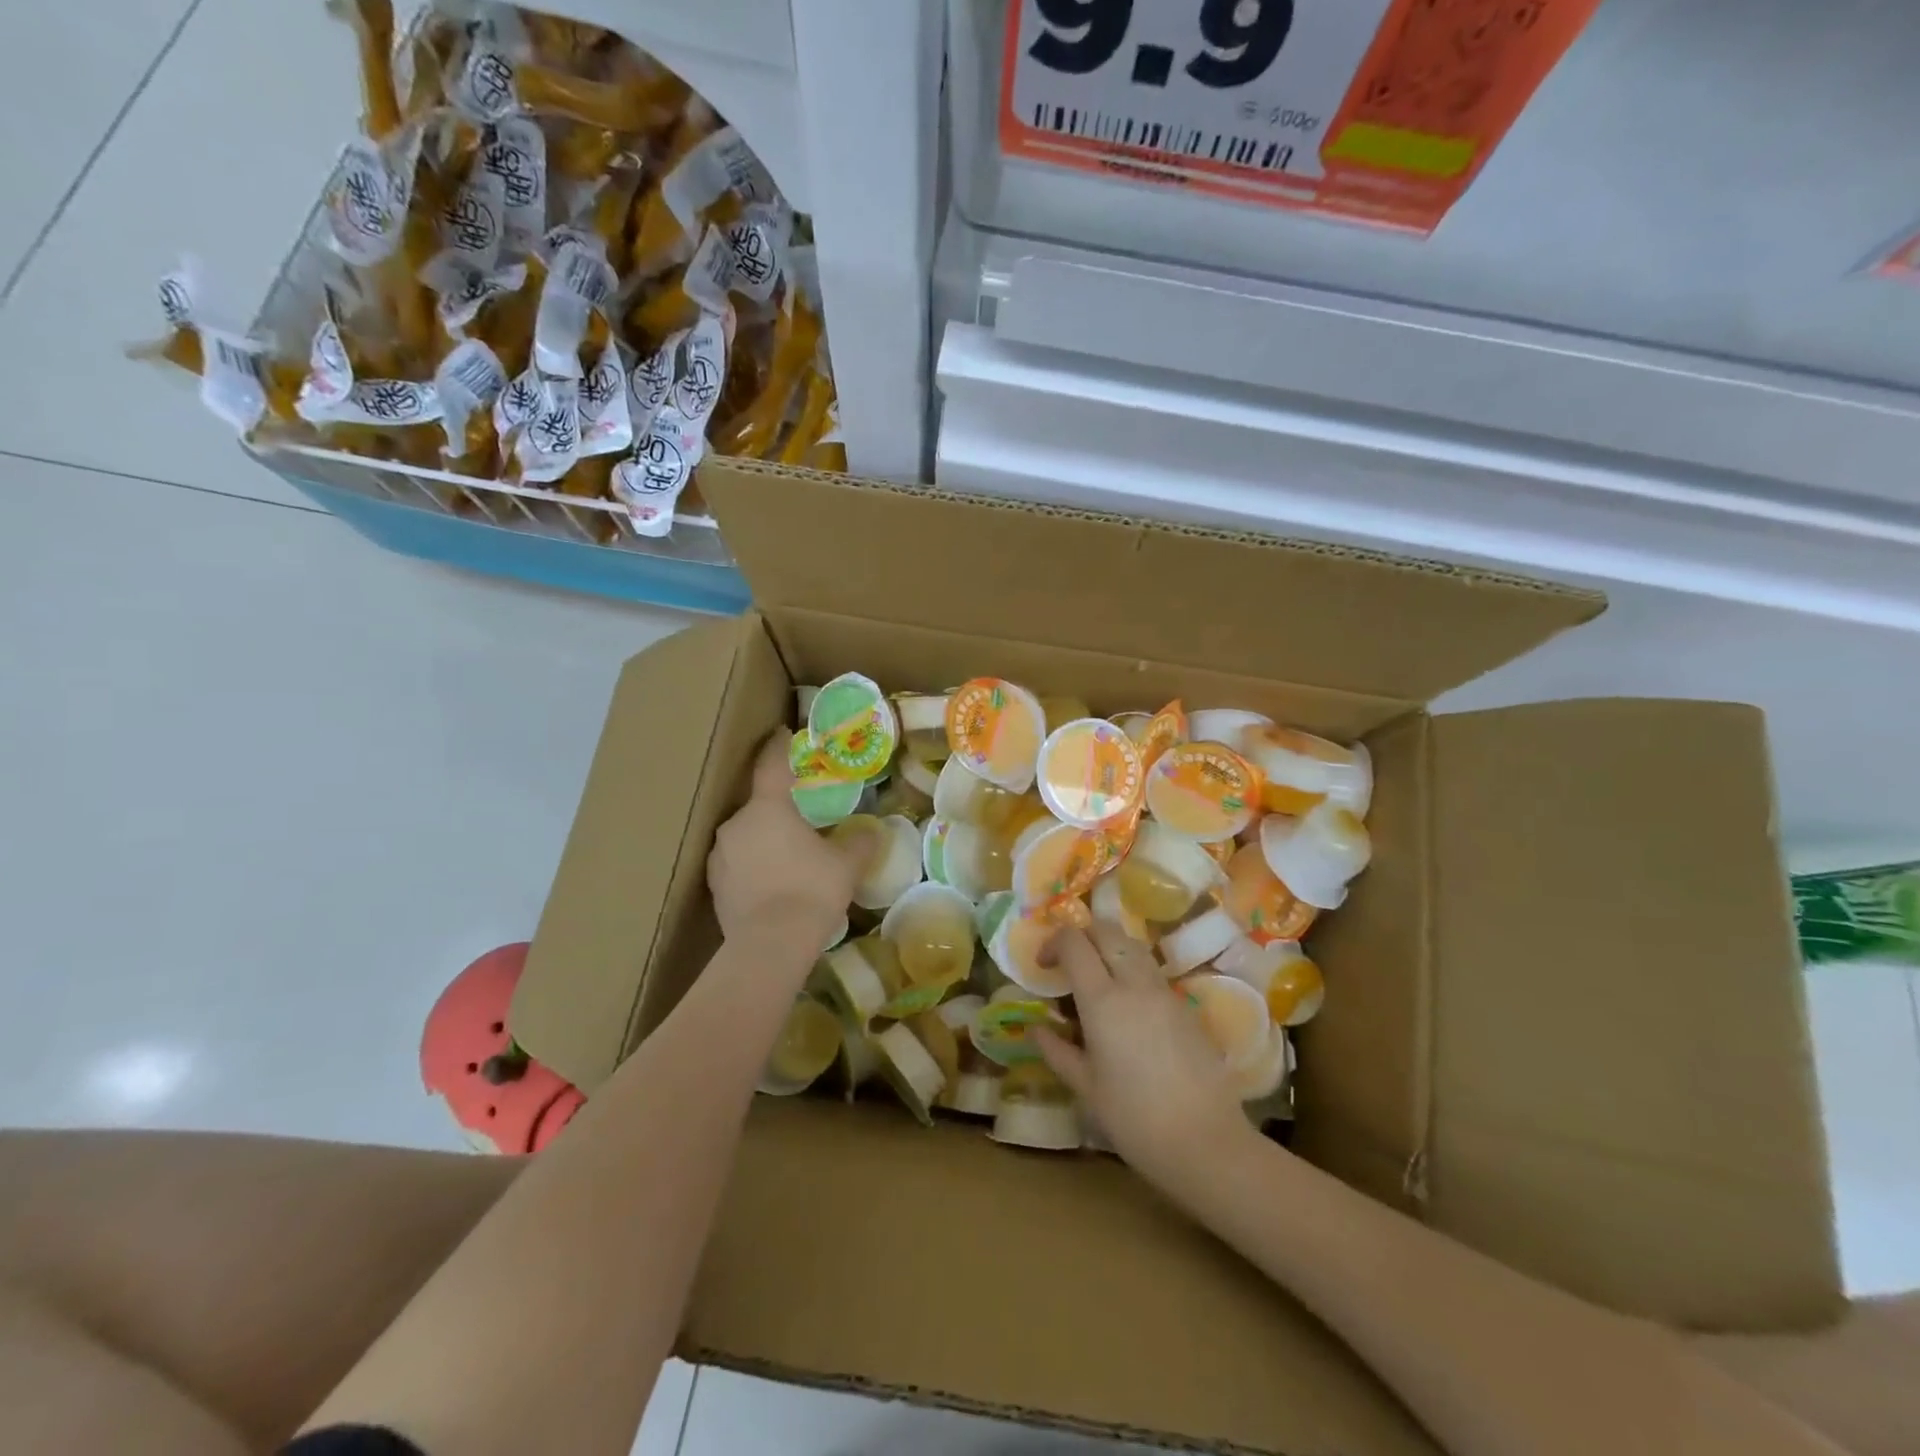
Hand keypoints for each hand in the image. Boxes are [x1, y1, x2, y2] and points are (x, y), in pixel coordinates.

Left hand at [707, 735, 871, 950]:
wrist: (770, 945)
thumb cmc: (812, 890)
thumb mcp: (846, 864)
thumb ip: (860, 842)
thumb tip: (872, 831)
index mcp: (768, 807)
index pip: (771, 764)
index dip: (778, 746)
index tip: (782, 731)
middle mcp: (736, 824)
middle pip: (758, 805)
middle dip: (777, 809)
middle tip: (801, 819)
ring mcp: (720, 855)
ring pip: (745, 836)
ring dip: (764, 840)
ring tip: (788, 858)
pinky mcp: (713, 886)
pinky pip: (737, 864)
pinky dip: (753, 867)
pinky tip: (772, 885)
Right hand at [1036, 925, 1249, 1189]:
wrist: (1206, 1142)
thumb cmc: (1135, 1119)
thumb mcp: (1085, 1088)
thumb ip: (1057, 1051)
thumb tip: (1037, 1028)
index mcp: (1102, 1000)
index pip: (1074, 942)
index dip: (1053, 943)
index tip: (1043, 966)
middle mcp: (1134, 983)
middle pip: (1106, 930)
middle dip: (1081, 936)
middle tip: (1068, 964)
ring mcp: (1164, 991)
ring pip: (1132, 945)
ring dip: (1108, 949)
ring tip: (1097, 981)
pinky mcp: (1185, 1005)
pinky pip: (1151, 970)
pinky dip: (1131, 970)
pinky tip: (1127, 1007)